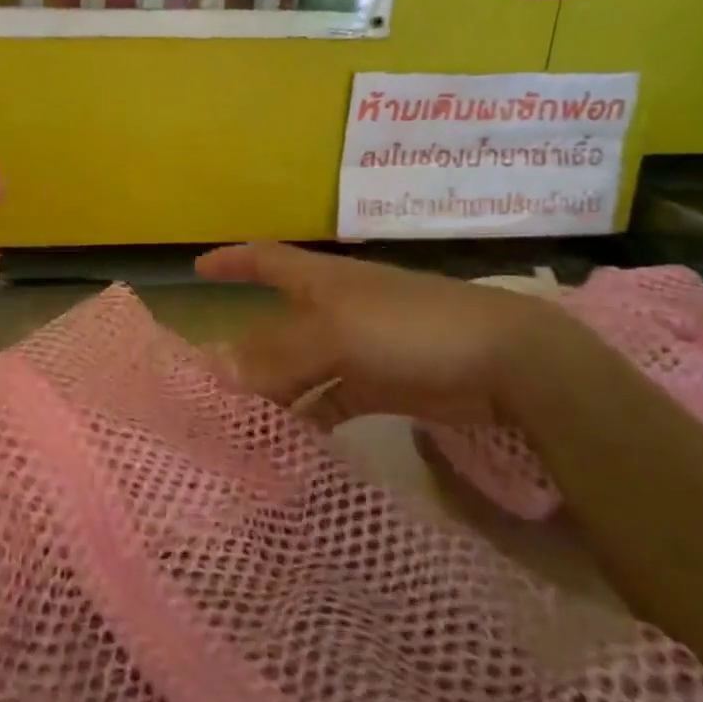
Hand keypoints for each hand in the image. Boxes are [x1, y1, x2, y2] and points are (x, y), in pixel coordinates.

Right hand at [195, 243, 577, 426]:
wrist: (505, 362)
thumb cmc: (410, 328)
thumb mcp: (335, 335)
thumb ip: (275, 356)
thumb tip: (215, 369)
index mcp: (322, 281)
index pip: (266, 260)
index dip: (232, 261)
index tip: (197, 270)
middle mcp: (336, 309)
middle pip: (277, 326)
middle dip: (244, 348)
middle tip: (208, 381)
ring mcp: (360, 348)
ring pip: (302, 368)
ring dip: (275, 391)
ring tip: (242, 422)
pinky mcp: (382, 385)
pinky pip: (333, 400)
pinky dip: (312, 417)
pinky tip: (291, 441)